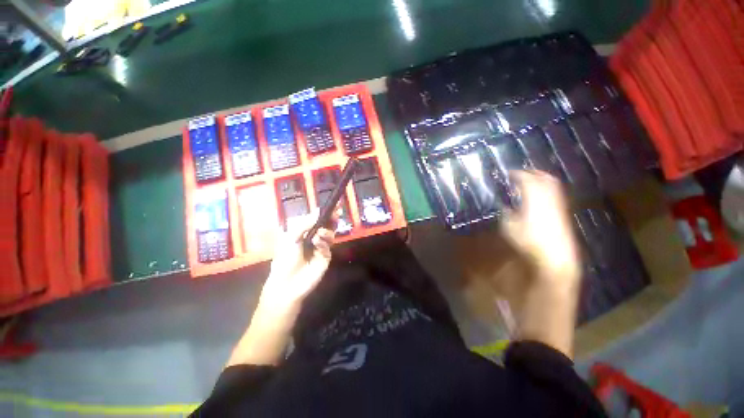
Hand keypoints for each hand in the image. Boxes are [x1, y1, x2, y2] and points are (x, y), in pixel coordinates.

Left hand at [226, 210, 336, 367]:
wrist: (286, 283)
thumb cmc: (284, 258)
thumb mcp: (292, 237)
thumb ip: (306, 223)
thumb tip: (318, 210)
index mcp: (304, 233)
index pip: (317, 220)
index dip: (325, 214)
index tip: (334, 206)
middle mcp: (314, 239)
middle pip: (327, 226)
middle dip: (332, 219)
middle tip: (336, 214)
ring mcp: (321, 248)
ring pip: (330, 234)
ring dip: (326, 231)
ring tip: (320, 233)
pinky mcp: (326, 257)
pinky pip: (328, 246)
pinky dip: (323, 242)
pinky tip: (317, 242)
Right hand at [502, 171, 580, 287]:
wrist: (554, 255)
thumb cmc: (528, 239)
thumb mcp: (509, 225)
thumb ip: (506, 211)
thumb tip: (503, 203)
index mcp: (534, 196)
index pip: (526, 178)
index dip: (516, 174)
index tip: (506, 174)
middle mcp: (547, 196)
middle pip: (542, 177)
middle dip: (530, 173)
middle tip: (517, 174)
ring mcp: (557, 203)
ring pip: (550, 184)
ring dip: (538, 180)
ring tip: (526, 182)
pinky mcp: (561, 211)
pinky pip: (553, 194)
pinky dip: (544, 190)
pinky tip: (535, 196)